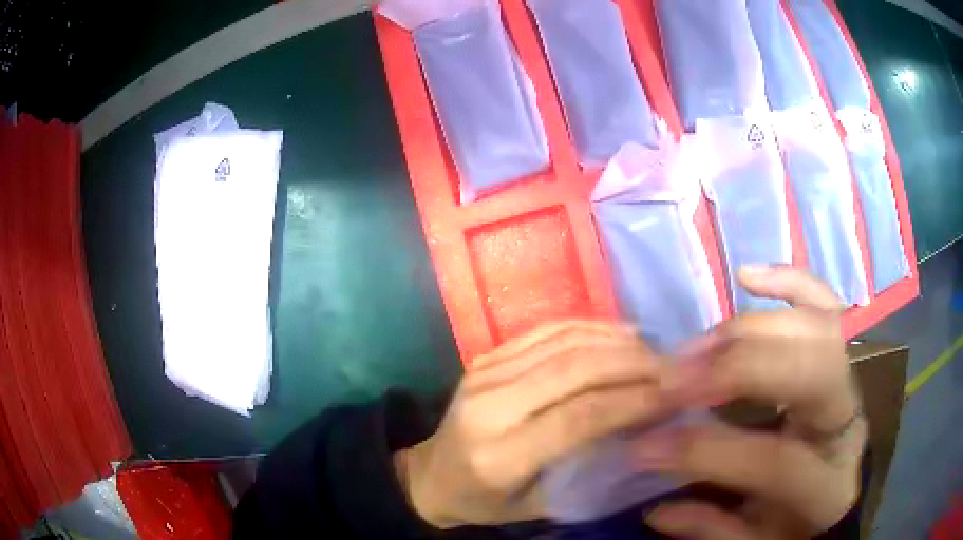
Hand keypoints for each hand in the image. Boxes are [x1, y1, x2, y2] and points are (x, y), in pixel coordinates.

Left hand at [394, 321, 669, 527]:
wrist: (429, 475)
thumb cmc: (485, 502)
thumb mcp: (538, 507)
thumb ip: (588, 474)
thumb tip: (646, 434)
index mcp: (499, 454)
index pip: (578, 418)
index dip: (633, 400)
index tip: (677, 392)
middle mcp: (489, 405)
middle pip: (574, 370)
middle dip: (634, 364)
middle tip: (675, 366)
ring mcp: (484, 372)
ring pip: (563, 342)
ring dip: (617, 342)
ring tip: (656, 350)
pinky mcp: (486, 356)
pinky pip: (546, 330)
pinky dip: (591, 328)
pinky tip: (621, 335)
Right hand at [639, 266, 866, 538]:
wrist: (839, 491)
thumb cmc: (797, 523)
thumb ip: (711, 528)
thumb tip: (656, 507)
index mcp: (827, 481)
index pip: (774, 458)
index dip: (705, 451)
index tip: (642, 447)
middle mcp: (846, 417)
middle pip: (809, 371)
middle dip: (735, 369)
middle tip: (671, 379)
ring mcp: (849, 374)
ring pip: (815, 326)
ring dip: (748, 328)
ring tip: (693, 348)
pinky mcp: (841, 350)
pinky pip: (824, 300)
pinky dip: (789, 280)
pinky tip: (748, 275)